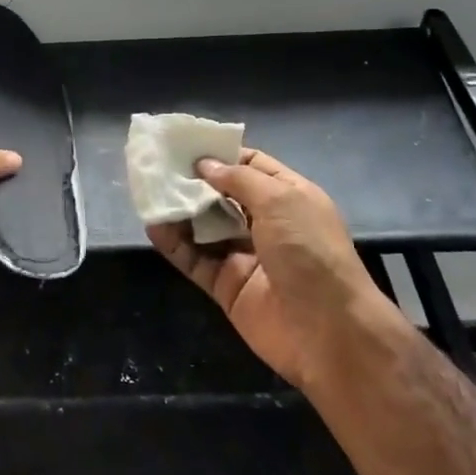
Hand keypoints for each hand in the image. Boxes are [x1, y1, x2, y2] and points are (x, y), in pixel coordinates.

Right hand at [147, 149, 407, 392]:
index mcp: (289, 196)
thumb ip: (239, 180)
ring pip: (205, 228)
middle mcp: (267, 223)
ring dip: (179, 210)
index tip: (185, 145)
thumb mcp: (280, 200)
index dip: (220, 154)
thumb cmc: (309, 252)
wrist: (327, 330)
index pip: (251, 166)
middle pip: (223, 196)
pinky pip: (195, 259)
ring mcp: (245, 255)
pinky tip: (153, 225)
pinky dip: (174, 244)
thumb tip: (204, 165)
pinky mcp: (226, 286)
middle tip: (157, 166)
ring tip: (148, 191)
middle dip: (193, 181)